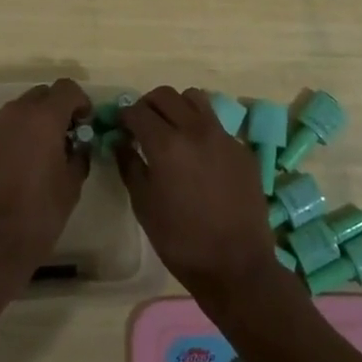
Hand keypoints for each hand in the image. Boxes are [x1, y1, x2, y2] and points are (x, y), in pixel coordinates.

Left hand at [0, 78, 90, 283]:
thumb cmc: (39, 212)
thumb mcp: (72, 184)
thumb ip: (79, 155)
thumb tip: (78, 145)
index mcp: (43, 117)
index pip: (67, 88)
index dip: (81, 101)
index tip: (86, 124)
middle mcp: (17, 112)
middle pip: (43, 94)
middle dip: (58, 109)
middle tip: (68, 136)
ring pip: (22, 109)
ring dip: (37, 120)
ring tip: (46, 152)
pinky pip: (7, 126)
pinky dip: (19, 134)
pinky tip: (25, 163)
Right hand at [118, 87, 278, 306]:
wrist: (237, 266)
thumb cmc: (181, 241)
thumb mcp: (144, 205)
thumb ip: (129, 165)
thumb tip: (121, 142)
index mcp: (166, 144)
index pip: (138, 110)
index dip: (124, 115)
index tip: (120, 125)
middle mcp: (195, 129)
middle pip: (166, 95)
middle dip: (148, 105)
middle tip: (142, 124)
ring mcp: (223, 136)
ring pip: (195, 99)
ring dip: (177, 107)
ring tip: (172, 129)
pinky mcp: (242, 148)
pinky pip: (216, 124)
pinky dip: (200, 128)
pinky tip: (199, 155)